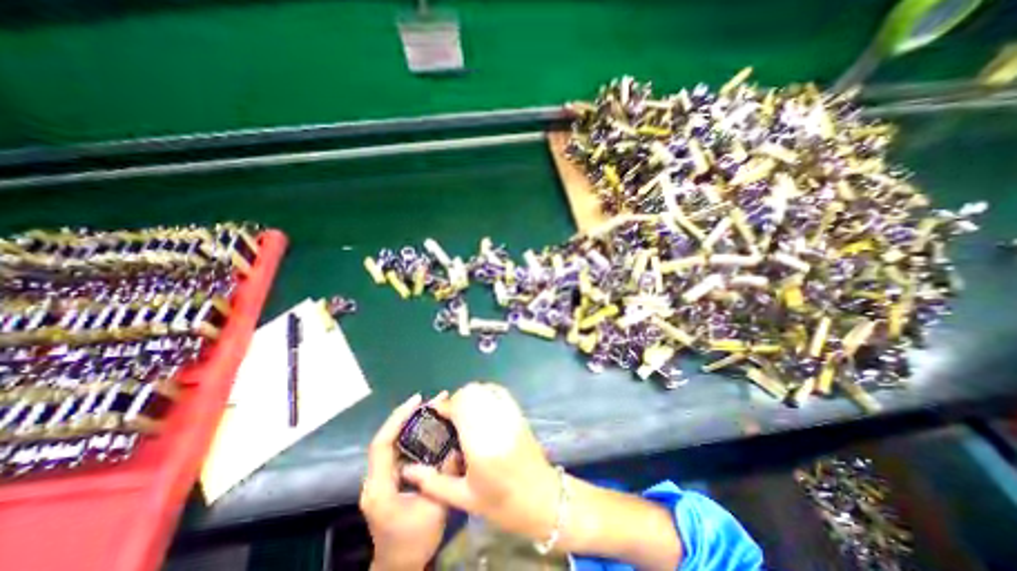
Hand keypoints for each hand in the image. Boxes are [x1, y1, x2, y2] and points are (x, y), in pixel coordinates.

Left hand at [360, 394, 448, 569]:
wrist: (398, 567)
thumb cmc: (414, 541)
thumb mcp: (434, 509)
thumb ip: (443, 476)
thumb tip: (455, 447)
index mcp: (380, 488)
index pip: (382, 444)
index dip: (398, 418)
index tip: (417, 400)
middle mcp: (375, 479)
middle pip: (387, 438)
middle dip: (408, 415)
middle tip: (433, 400)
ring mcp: (380, 478)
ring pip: (392, 442)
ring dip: (411, 422)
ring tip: (433, 408)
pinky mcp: (388, 478)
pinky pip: (398, 449)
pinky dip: (412, 435)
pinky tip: (428, 428)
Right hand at [400, 385, 560, 539]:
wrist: (541, 497)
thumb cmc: (501, 503)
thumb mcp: (464, 499)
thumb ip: (433, 483)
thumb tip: (408, 469)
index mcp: (480, 445)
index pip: (460, 408)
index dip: (445, 406)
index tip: (437, 414)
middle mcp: (495, 423)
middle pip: (471, 393)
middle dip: (456, 400)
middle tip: (450, 417)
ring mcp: (509, 414)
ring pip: (484, 389)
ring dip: (470, 396)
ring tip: (465, 412)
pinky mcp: (518, 412)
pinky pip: (498, 391)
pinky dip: (486, 392)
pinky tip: (481, 405)